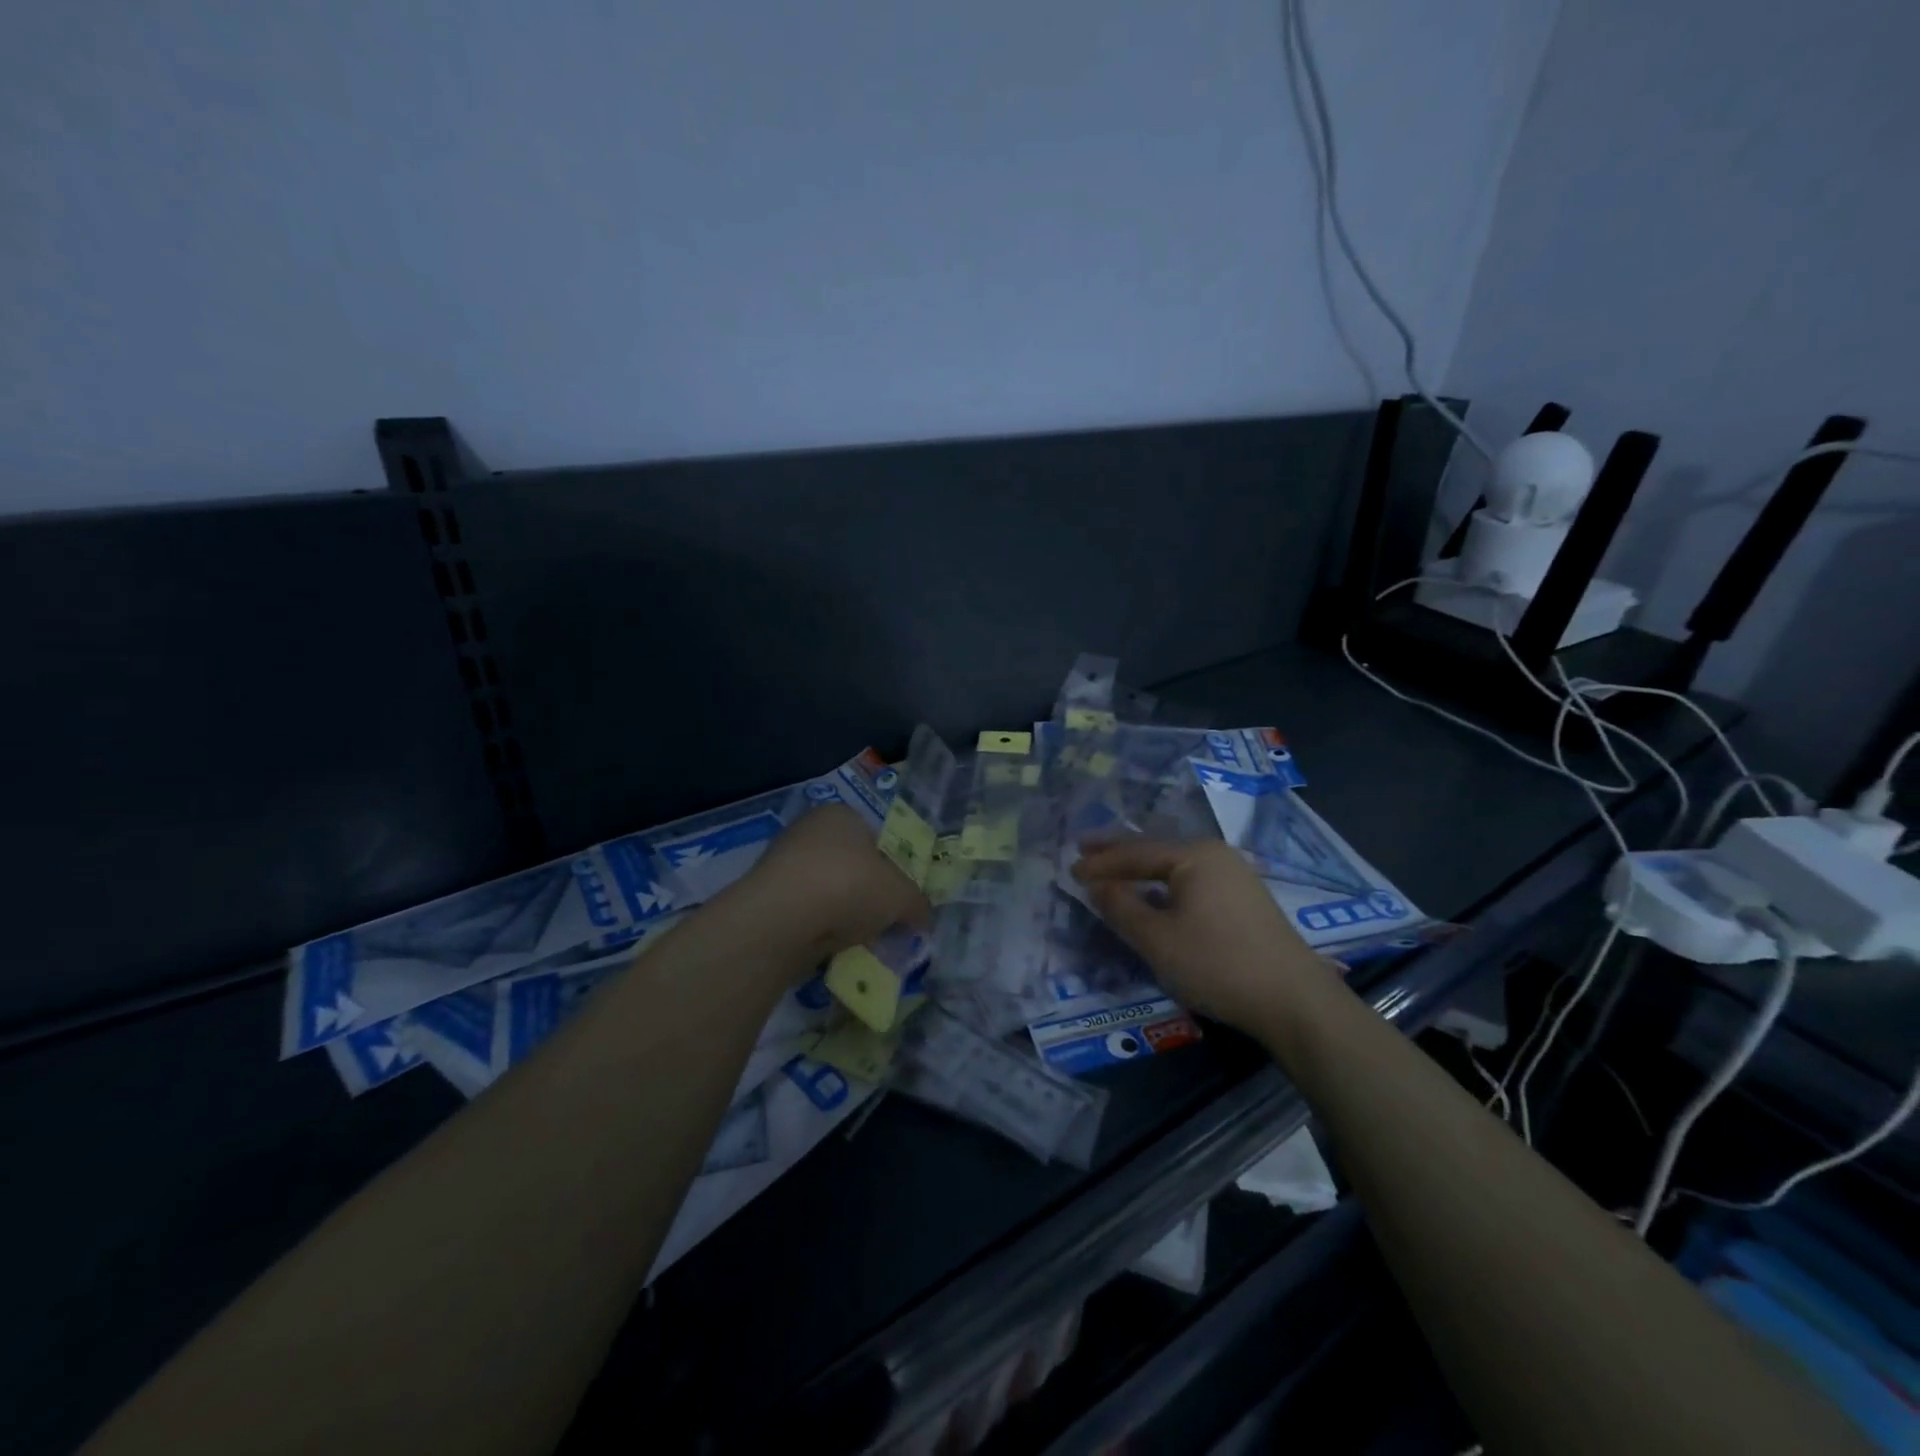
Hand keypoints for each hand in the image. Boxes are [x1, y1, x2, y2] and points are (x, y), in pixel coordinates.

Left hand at [736, 803, 930, 963]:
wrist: (784, 918)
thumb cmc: (851, 886)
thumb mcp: (902, 895)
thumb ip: (916, 903)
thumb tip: (921, 915)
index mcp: (842, 814)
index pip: (876, 837)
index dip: (893, 868)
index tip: (901, 897)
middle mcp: (809, 830)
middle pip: (850, 865)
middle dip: (867, 895)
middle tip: (884, 922)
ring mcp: (782, 863)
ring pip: (827, 892)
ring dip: (842, 915)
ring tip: (859, 941)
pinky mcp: (766, 898)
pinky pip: (805, 914)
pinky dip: (818, 930)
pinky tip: (830, 949)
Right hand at [1072, 837, 1329, 1033]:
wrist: (1295, 1001)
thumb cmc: (1218, 964)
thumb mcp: (1157, 939)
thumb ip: (1121, 908)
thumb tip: (1095, 884)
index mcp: (1194, 855)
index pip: (1135, 852)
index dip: (1100, 862)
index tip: (1069, 869)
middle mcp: (1216, 855)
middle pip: (1156, 849)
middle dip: (1118, 852)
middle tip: (1083, 848)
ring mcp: (1235, 876)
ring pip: (1175, 866)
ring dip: (1141, 869)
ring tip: (1112, 870)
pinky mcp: (1245, 900)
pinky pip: (1192, 880)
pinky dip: (1163, 884)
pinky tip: (1154, 893)